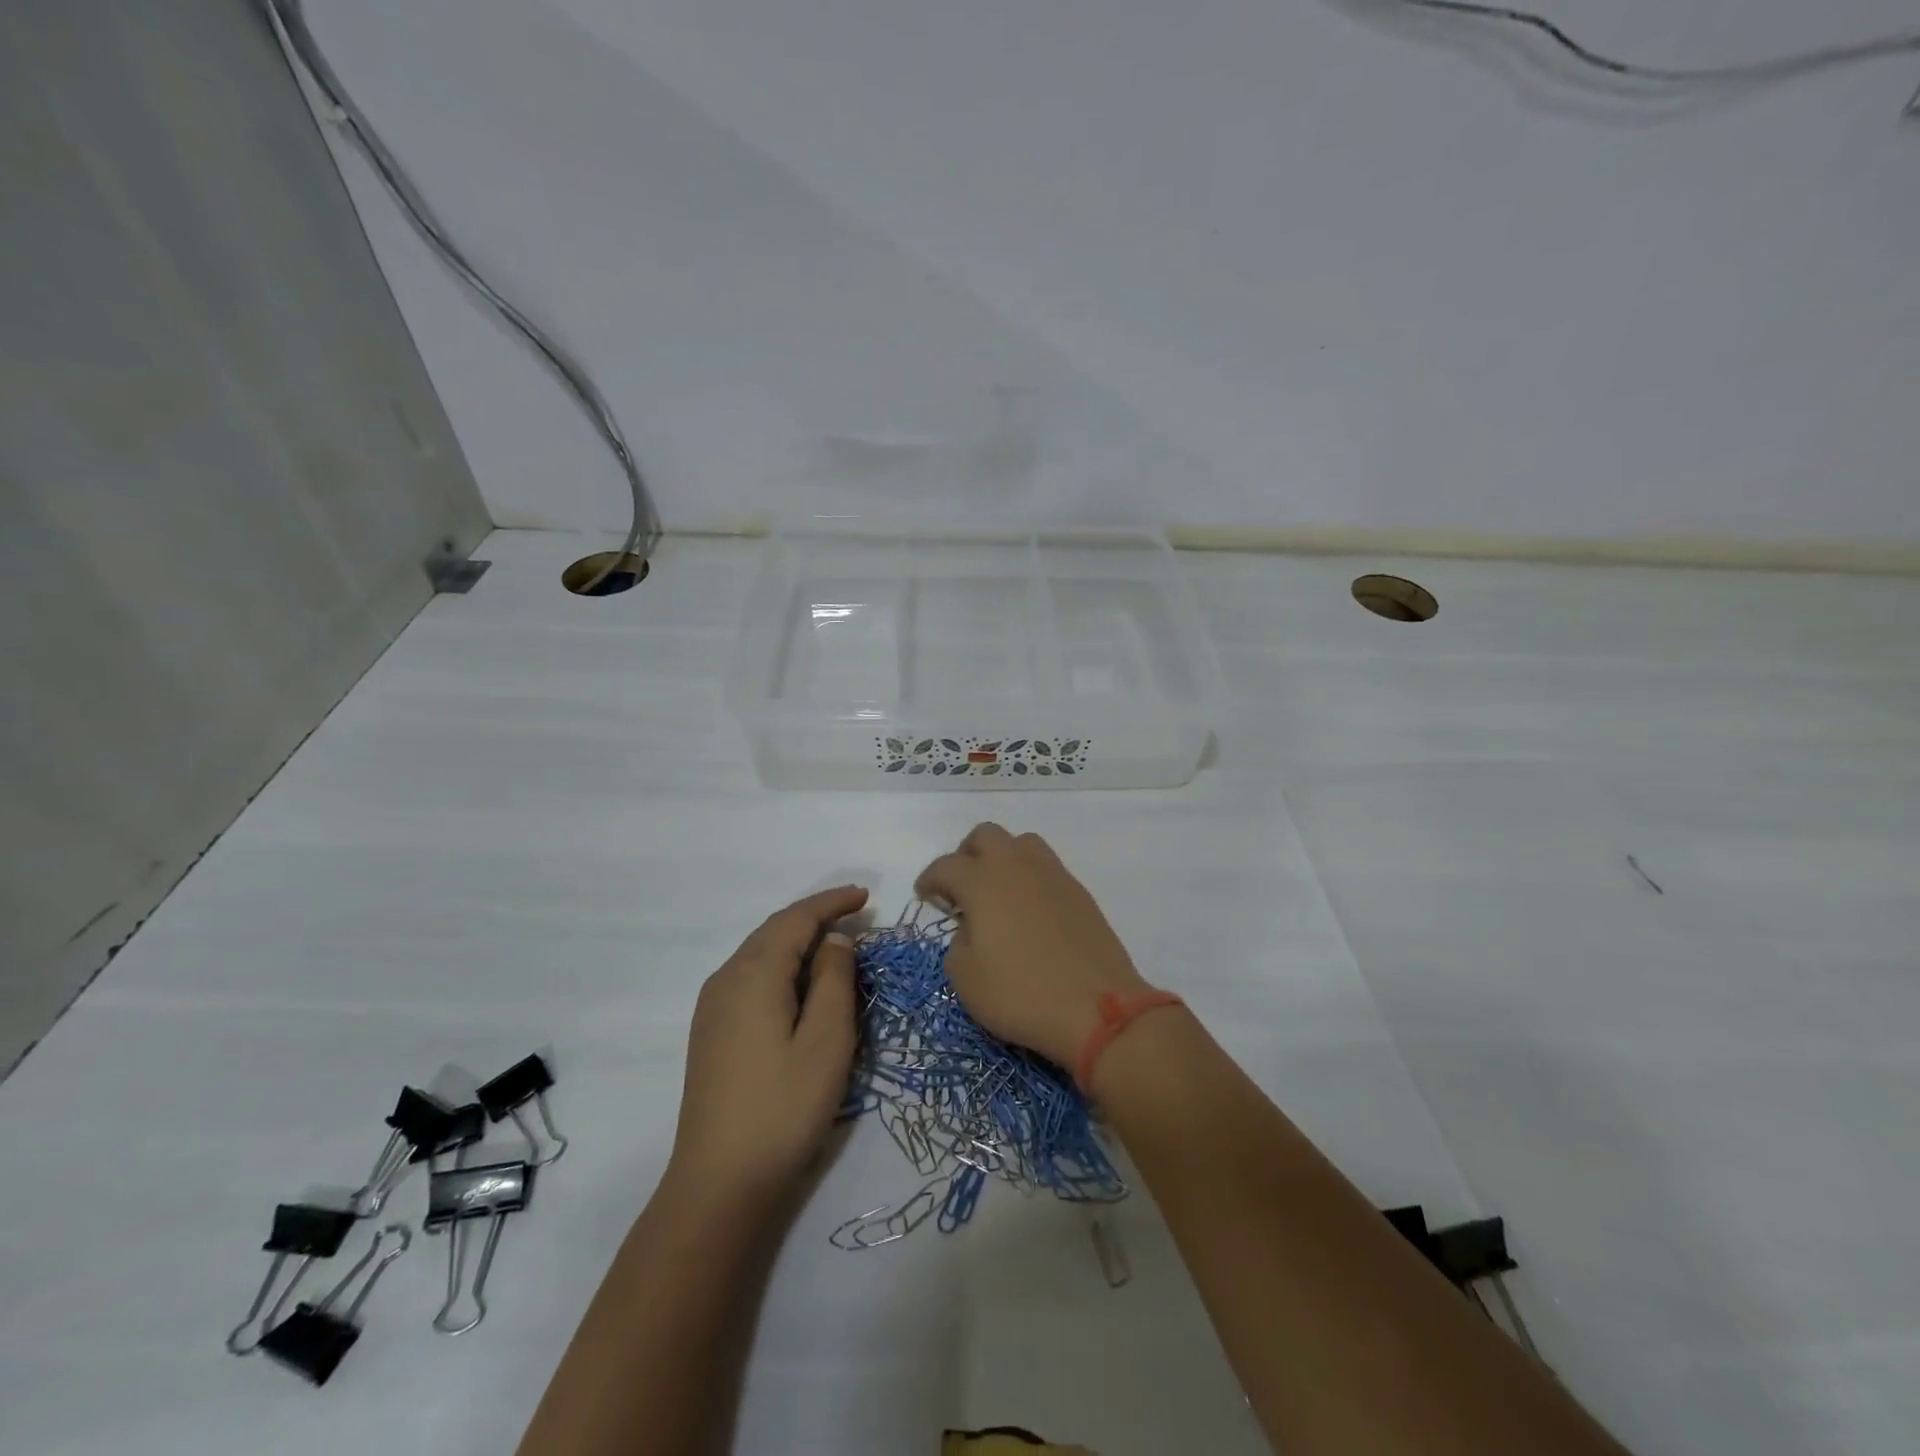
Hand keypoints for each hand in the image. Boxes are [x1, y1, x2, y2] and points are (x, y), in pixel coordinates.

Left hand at [668, 885, 868, 1202]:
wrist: (719, 1184)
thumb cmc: (783, 1108)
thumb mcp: (827, 1040)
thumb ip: (835, 980)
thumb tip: (834, 941)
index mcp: (753, 973)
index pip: (795, 918)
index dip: (831, 902)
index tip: (865, 896)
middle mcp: (726, 979)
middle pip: (774, 931)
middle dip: (815, 917)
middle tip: (856, 915)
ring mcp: (713, 1007)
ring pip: (761, 954)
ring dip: (798, 942)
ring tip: (836, 945)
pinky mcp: (712, 1032)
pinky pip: (751, 977)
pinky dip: (782, 966)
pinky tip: (801, 984)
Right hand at [916, 826, 1151, 1067]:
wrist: (1097, 1008)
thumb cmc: (1021, 995)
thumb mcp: (966, 978)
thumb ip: (958, 941)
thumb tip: (972, 926)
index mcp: (982, 882)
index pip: (945, 866)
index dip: (929, 879)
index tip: (925, 896)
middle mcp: (1016, 866)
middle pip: (985, 835)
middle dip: (966, 855)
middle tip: (961, 888)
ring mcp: (1052, 874)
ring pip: (1021, 843)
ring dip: (1002, 858)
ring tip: (998, 892)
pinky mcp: (1078, 891)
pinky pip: (1046, 867)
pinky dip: (1030, 877)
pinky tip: (1029, 910)